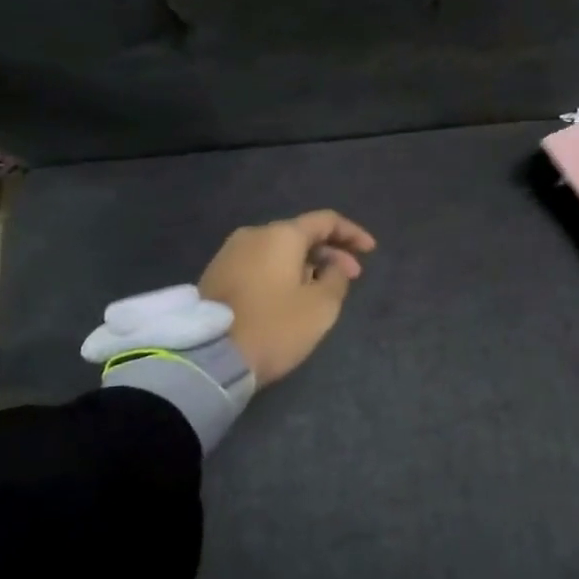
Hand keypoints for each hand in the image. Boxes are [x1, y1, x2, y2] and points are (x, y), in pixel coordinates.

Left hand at [198, 210, 376, 387]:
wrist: (208, 358)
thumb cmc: (274, 327)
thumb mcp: (321, 307)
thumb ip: (336, 279)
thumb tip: (333, 267)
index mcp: (281, 235)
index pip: (325, 221)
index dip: (352, 233)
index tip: (370, 251)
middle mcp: (254, 234)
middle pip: (301, 234)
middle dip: (330, 252)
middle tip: (351, 276)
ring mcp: (230, 253)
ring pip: (279, 250)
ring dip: (305, 264)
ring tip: (322, 289)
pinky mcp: (216, 274)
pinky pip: (259, 264)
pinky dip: (281, 272)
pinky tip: (291, 295)